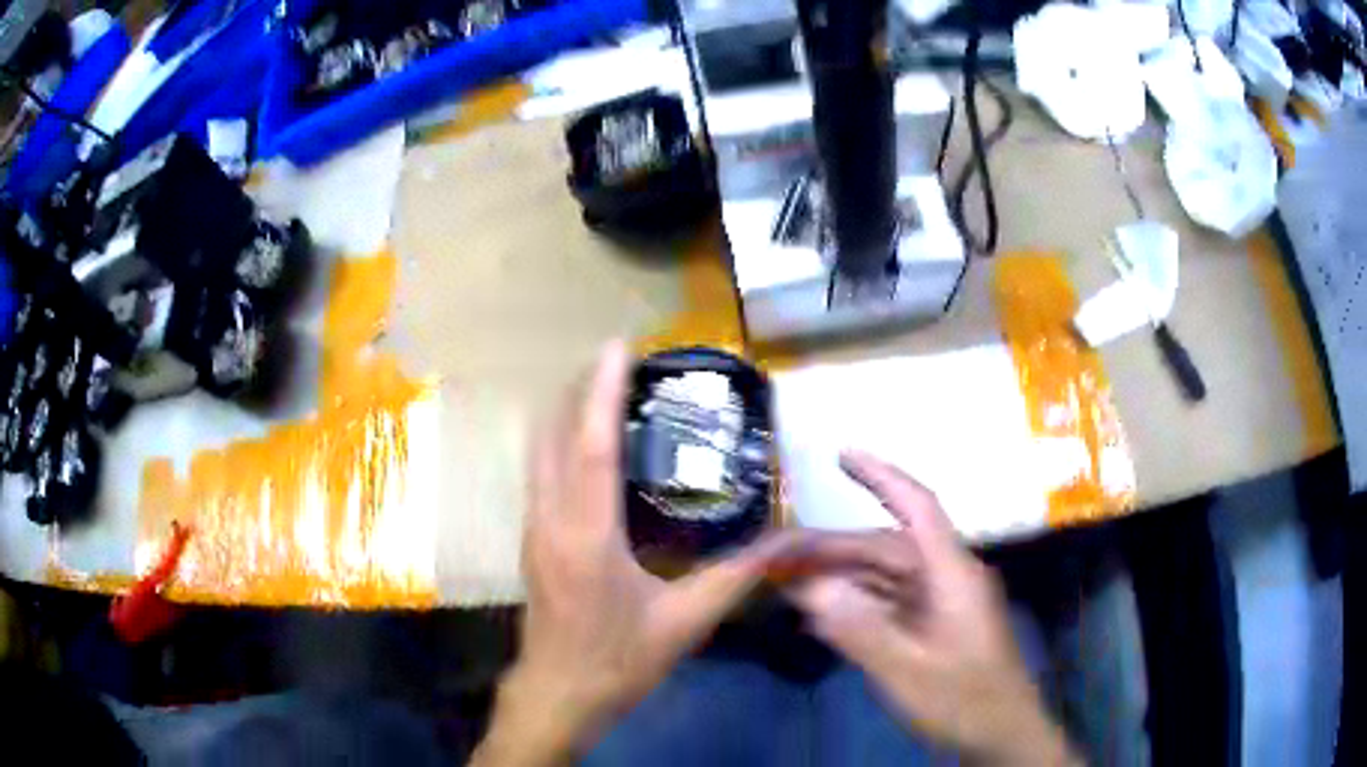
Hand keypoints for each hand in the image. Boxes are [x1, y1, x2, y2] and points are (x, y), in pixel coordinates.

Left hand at [472, 342, 799, 765]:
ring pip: (540, 453)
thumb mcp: (683, 622)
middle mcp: (551, 520)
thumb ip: (735, 577)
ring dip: (567, 415)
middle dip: (581, 390)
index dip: (604, 391)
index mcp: (586, 535)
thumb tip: (784, 544)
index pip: (593, 446)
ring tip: (604, 392)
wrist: (557, 693)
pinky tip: (587, 449)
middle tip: (618, 363)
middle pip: (555, 435)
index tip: (617, 347)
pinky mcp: (532, 540)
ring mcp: (533, 529)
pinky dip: (561, 445)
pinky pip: (541, 474)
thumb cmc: (617, 660)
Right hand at [791, 451, 1077, 765]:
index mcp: (952, 575)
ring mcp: (939, 604)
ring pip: (882, 577)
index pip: (918, 508)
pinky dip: (853, 605)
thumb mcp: (908, 674)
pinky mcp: (932, 626)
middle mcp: (946, 578)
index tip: (842, 454)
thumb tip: (812, 590)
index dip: (882, 476)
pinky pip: (887, 604)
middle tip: (777, 557)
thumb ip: (861, 632)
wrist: (1001, 734)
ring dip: (838, 578)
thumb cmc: (964, 700)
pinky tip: (821, 615)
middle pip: (885, 548)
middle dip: (832, 549)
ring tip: (787, 583)